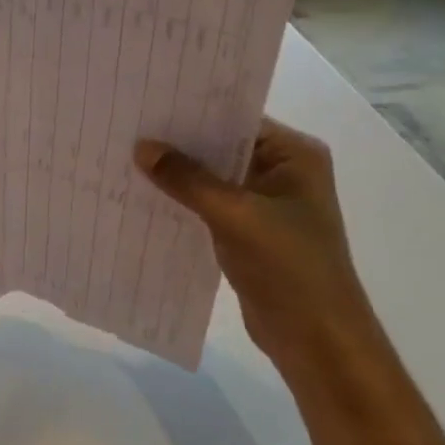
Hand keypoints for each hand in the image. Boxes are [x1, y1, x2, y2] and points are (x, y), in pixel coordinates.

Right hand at [135, 117, 372, 365]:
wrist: (318, 341)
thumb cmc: (289, 268)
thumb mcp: (235, 215)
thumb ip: (187, 179)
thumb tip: (141, 147)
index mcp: (294, 155)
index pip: (235, 118)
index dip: (192, 111)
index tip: (146, 102)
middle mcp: (282, 171)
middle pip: (221, 146)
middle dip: (178, 142)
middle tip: (127, 127)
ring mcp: (264, 202)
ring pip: (211, 177)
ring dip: (176, 173)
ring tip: (126, 157)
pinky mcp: (248, 231)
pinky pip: (208, 204)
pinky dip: (181, 200)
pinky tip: (144, 195)